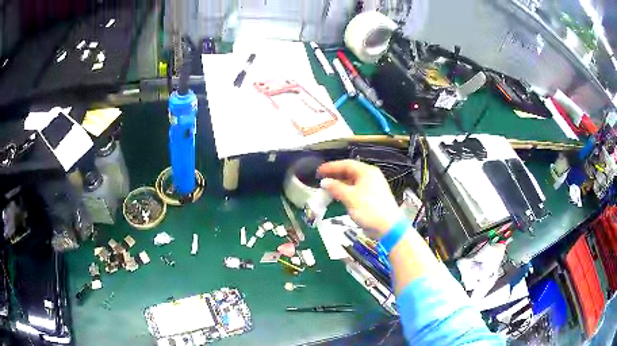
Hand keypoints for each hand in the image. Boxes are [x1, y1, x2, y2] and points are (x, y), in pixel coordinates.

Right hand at [318, 160, 402, 239]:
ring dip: (340, 184)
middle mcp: (371, 176)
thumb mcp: (350, 197)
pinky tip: (338, 196)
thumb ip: (335, 188)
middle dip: (335, 175)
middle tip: (321, 179)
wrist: (387, 227)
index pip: (346, 164)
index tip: (318, 171)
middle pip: (350, 172)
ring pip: (353, 181)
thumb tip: (324, 182)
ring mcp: (372, 187)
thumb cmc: (369, 209)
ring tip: (327, 188)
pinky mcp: (372, 197)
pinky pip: (356, 190)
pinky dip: (346, 191)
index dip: (331, 167)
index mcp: (367, 172)